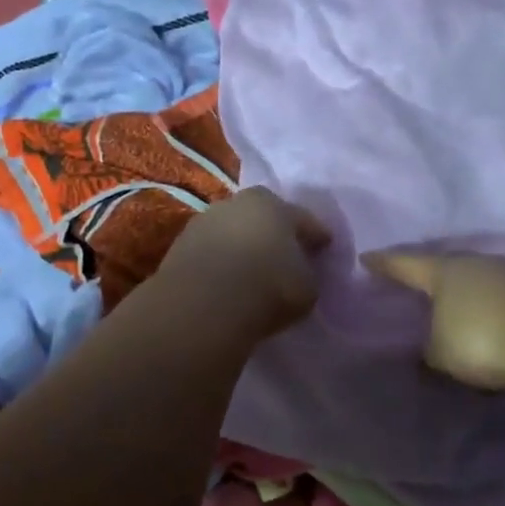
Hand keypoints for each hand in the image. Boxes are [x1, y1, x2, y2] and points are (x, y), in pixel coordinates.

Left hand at [157, 187, 331, 339]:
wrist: (203, 303)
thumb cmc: (268, 287)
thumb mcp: (307, 288)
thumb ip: (307, 274)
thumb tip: (299, 273)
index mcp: (276, 205)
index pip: (305, 220)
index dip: (317, 236)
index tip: (324, 248)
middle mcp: (239, 202)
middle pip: (264, 217)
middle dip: (275, 234)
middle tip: (285, 256)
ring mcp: (205, 220)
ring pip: (233, 232)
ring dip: (242, 246)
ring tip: (251, 271)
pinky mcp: (179, 244)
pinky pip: (210, 252)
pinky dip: (219, 263)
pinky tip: (225, 281)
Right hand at [364, 251, 504, 389]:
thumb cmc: (481, 338)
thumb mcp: (442, 353)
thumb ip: (430, 351)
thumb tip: (429, 352)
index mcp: (443, 271)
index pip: (404, 263)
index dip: (384, 263)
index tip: (367, 257)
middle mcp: (476, 263)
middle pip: (446, 266)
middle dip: (430, 275)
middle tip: (416, 283)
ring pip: (479, 279)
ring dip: (467, 293)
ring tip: (457, 308)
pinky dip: (494, 308)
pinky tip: (493, 322)